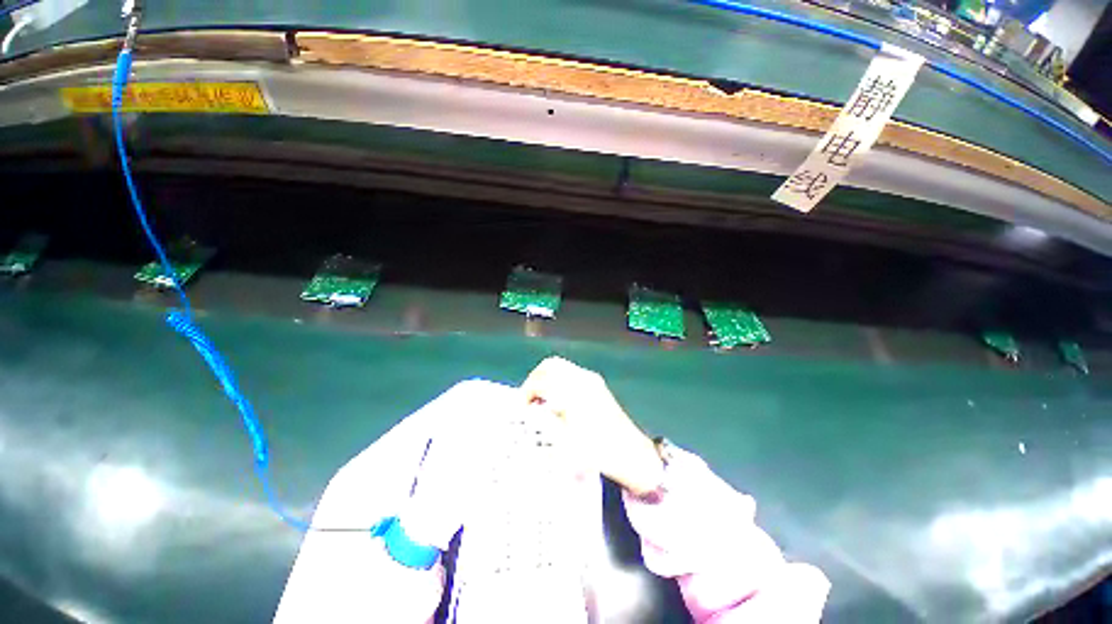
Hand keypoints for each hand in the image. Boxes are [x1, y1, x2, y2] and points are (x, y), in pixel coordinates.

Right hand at [521, 357, 663, 495]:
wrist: (629, 453)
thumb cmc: (596, 450)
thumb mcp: (564, 442)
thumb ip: (543, 421)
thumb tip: (529, 410)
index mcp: (572, 392)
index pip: (540, 381)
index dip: (526, 393)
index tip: (521, 408)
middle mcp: (581, 378)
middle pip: (549, 366)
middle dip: (535, 379)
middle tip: (529, 399)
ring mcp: (590, 379)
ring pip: (560, 367)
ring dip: (547, 379)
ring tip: (541, 400)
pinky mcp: (596, 383)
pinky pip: (571, 372)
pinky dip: (558, 380)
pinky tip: (558, 400)